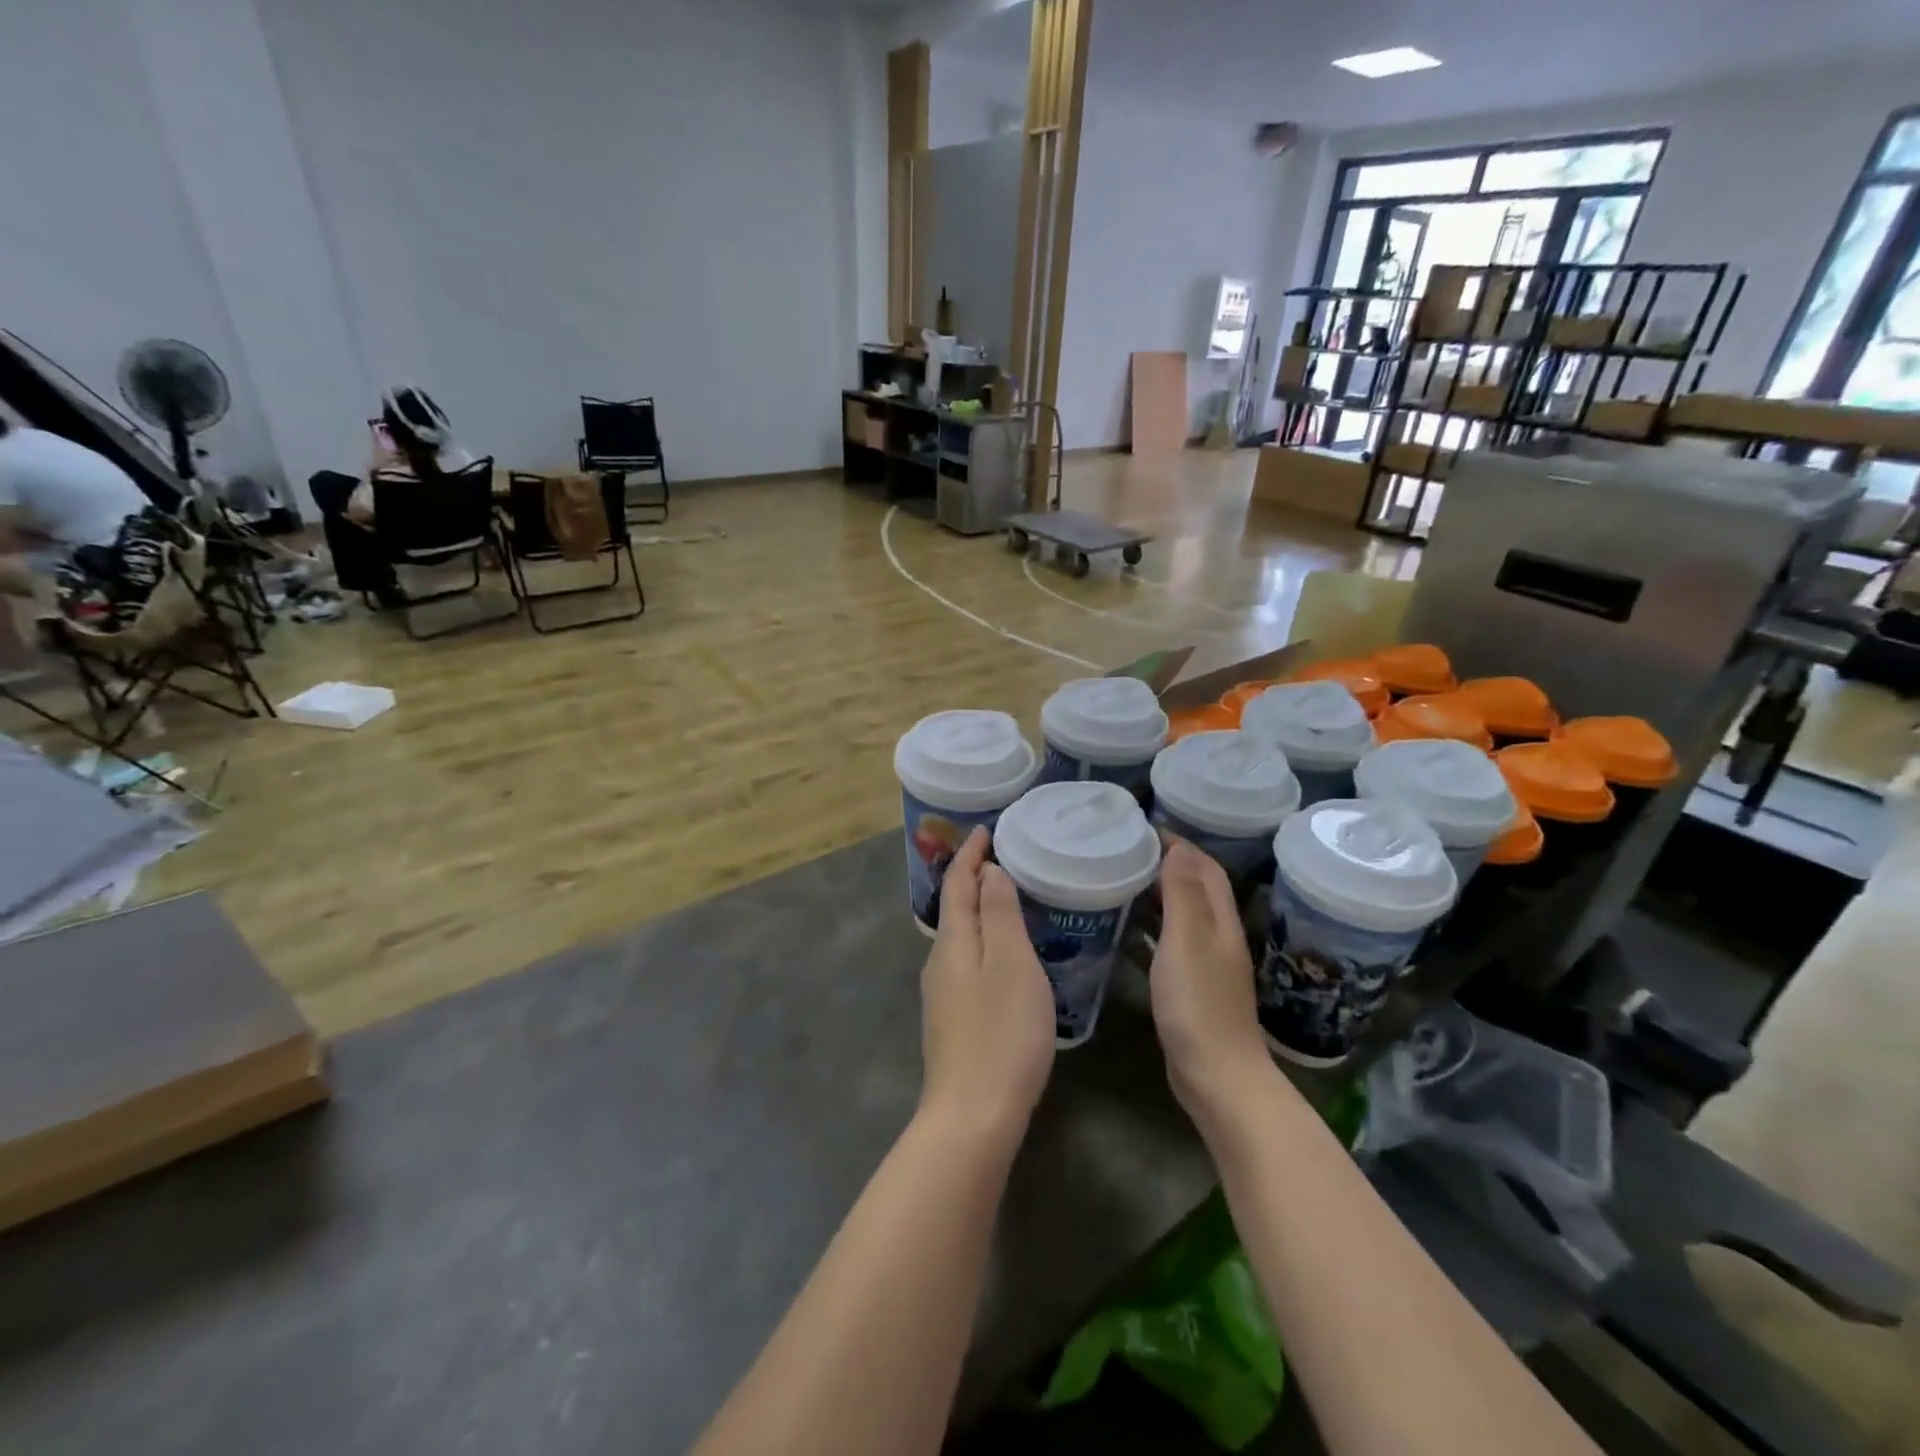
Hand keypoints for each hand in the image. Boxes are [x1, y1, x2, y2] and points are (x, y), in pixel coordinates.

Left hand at [919, 827, 1054, 1144]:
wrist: (973, 1115)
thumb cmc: (1001, 1032)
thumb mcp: (1010, 964)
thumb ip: (998, 914)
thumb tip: (988, 872)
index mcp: (954, 941)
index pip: (957, 882)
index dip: (970, 853)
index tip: (986, 829)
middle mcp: (939, 961)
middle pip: (955, 907)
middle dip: (974, 878)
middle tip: (1006, 858)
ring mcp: (942, 993)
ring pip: (961, 937)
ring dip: (980, 911)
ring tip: (1010, 899)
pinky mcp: (952, 1020)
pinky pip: (967, 962)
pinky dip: (984, 941)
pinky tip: (1005, 955)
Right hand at [1149, 838, 1271, 1122]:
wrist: (1216, 1076)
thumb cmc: (1198, 1005)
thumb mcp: (1187, 942)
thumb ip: (1183, 895)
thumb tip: (1178, 848)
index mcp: (1220, 922)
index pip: (1205, 868)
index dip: (1180, 844)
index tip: (1143, 829)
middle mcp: (1218, 937)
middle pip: (1198, 888)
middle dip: (1169, 863)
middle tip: (1126, 851)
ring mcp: (1207, 964)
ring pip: (1184, 914)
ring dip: (1159, 893)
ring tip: (1123, 879)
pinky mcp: (1192, 988)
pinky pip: (1172, 942)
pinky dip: (1153, 926)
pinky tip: (1128, 930)